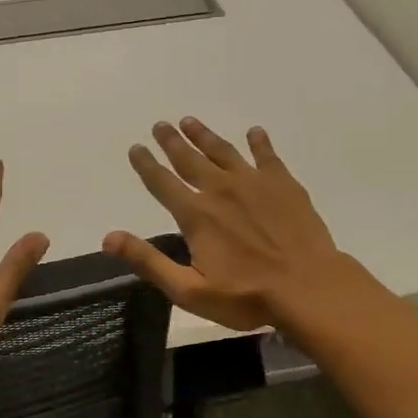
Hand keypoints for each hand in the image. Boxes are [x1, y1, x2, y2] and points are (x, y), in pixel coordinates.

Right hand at [104, 118, 353, 332]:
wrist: (309, 287)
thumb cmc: (246, 296)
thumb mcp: (189, 290)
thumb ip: (149, 262)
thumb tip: (109, 238)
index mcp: (196, 215)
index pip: (162, 183)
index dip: (146, 164)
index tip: (136, 148)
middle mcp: (221, 190)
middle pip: (190, 159)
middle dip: (172, 141)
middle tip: (161, 124)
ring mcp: (255, 183)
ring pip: (223, 151)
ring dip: (205, 136)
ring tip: (190, 122)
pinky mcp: (284, 185)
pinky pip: (267, 156)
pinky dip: (258, 142)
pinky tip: (254, 132)